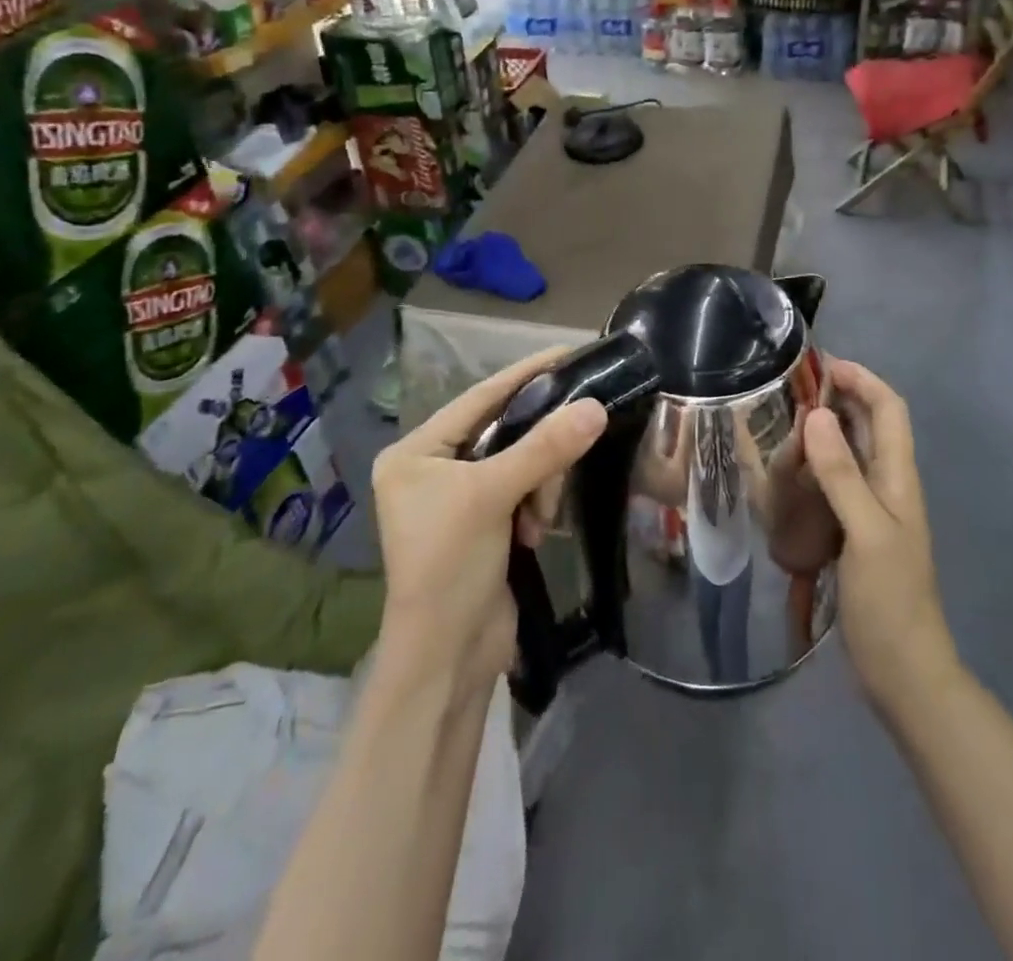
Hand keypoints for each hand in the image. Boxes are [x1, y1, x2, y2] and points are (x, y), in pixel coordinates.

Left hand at [372, 349, 606, 696]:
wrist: (447, 659)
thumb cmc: (450, 566)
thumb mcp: (492, 497)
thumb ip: (544, 448)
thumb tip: (595, 405)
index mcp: (416, 452)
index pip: (479, 397)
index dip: (525, 375)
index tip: (568, 353)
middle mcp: (433, 468)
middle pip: (503, 430)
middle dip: (537, 449)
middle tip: (560, 468)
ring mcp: (459, 498)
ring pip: (521, 461)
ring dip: (540, 484)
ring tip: (539, 519)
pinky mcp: (485, 523)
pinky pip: (524, 489)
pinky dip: (537, 504)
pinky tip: (537, 532)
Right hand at [805, 359, 957, 710]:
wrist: (905, 672)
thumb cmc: (890, 601)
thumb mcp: (866, 533)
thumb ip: (841, 474)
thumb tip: (814, 414)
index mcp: (899, 477)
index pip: (889, 408)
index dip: (862, 379)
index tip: (822, 364)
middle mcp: (889, 485)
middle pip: (870, 425)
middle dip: (839, 398)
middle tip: (791, 392)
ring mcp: (873, 510)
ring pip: (851, 452)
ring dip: (824, 432)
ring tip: (783, 426)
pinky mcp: (856, 532)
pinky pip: (836, 483)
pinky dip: (815, 467)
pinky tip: (788, 474)